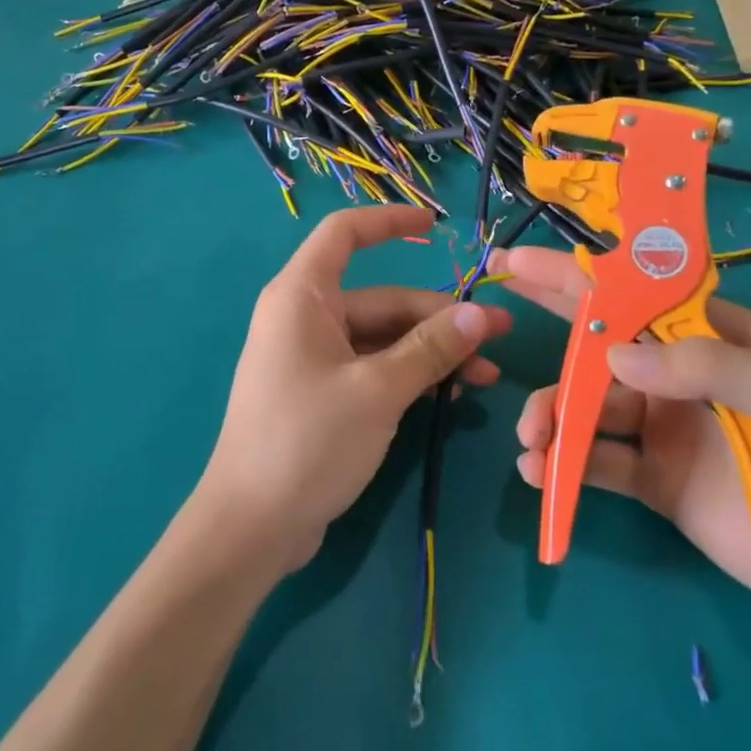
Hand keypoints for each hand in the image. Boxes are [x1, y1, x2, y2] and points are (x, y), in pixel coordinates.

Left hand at [197, 206, 509, 573]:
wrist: (252, 527)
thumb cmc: (308, 441)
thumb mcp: (378, 390)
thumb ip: (431, 348)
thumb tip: (481, 314)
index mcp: (302, 296)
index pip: (345, 234)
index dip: (390, 222)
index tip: (436, 227)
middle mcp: (305, 317)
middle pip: (381, 299)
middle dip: (439, 317)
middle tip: (498, 337)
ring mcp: (313, 358)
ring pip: (383, 339)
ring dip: (432, 353)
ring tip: (486, 377)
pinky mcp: (322, 394)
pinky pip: (373, 369)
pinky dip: (409, 376)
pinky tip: (451, 396)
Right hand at [491, 245, 750, 633]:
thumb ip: (710, 368)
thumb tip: (615, 359)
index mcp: (711, 338)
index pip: (635, 293)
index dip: (579, 273)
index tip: (522, 261)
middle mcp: (677, 375)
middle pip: (599, 341)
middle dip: (547, 323)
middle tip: (492, 311)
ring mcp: (662, 428)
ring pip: (587, 407)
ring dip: (550, 414)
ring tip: (531, 437)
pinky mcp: (654, 481)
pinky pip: (597, 464)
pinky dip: (564, 466)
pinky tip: (541, 473)